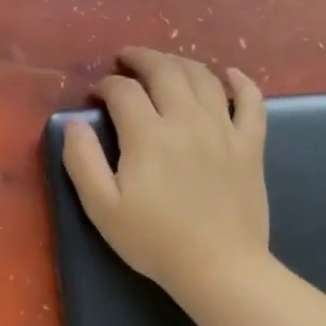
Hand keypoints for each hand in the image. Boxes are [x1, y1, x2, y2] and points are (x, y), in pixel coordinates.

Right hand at [62, 48, 269, 296]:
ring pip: (204, 78)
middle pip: (165, 71)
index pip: (123, 91)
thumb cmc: (153, 240)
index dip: (105, 85)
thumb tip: (74, 123)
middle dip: (142, 58)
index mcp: (148, 135)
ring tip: (164, 64)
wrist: (218, 267)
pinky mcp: (250, 145)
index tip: (95, 96)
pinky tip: (229, 74)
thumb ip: (82, 161)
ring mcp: (224, 130)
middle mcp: (187, 120)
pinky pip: (251, 101)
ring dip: (180, 62)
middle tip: (126, 59)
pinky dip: (240, 81)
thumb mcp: (101, 207)